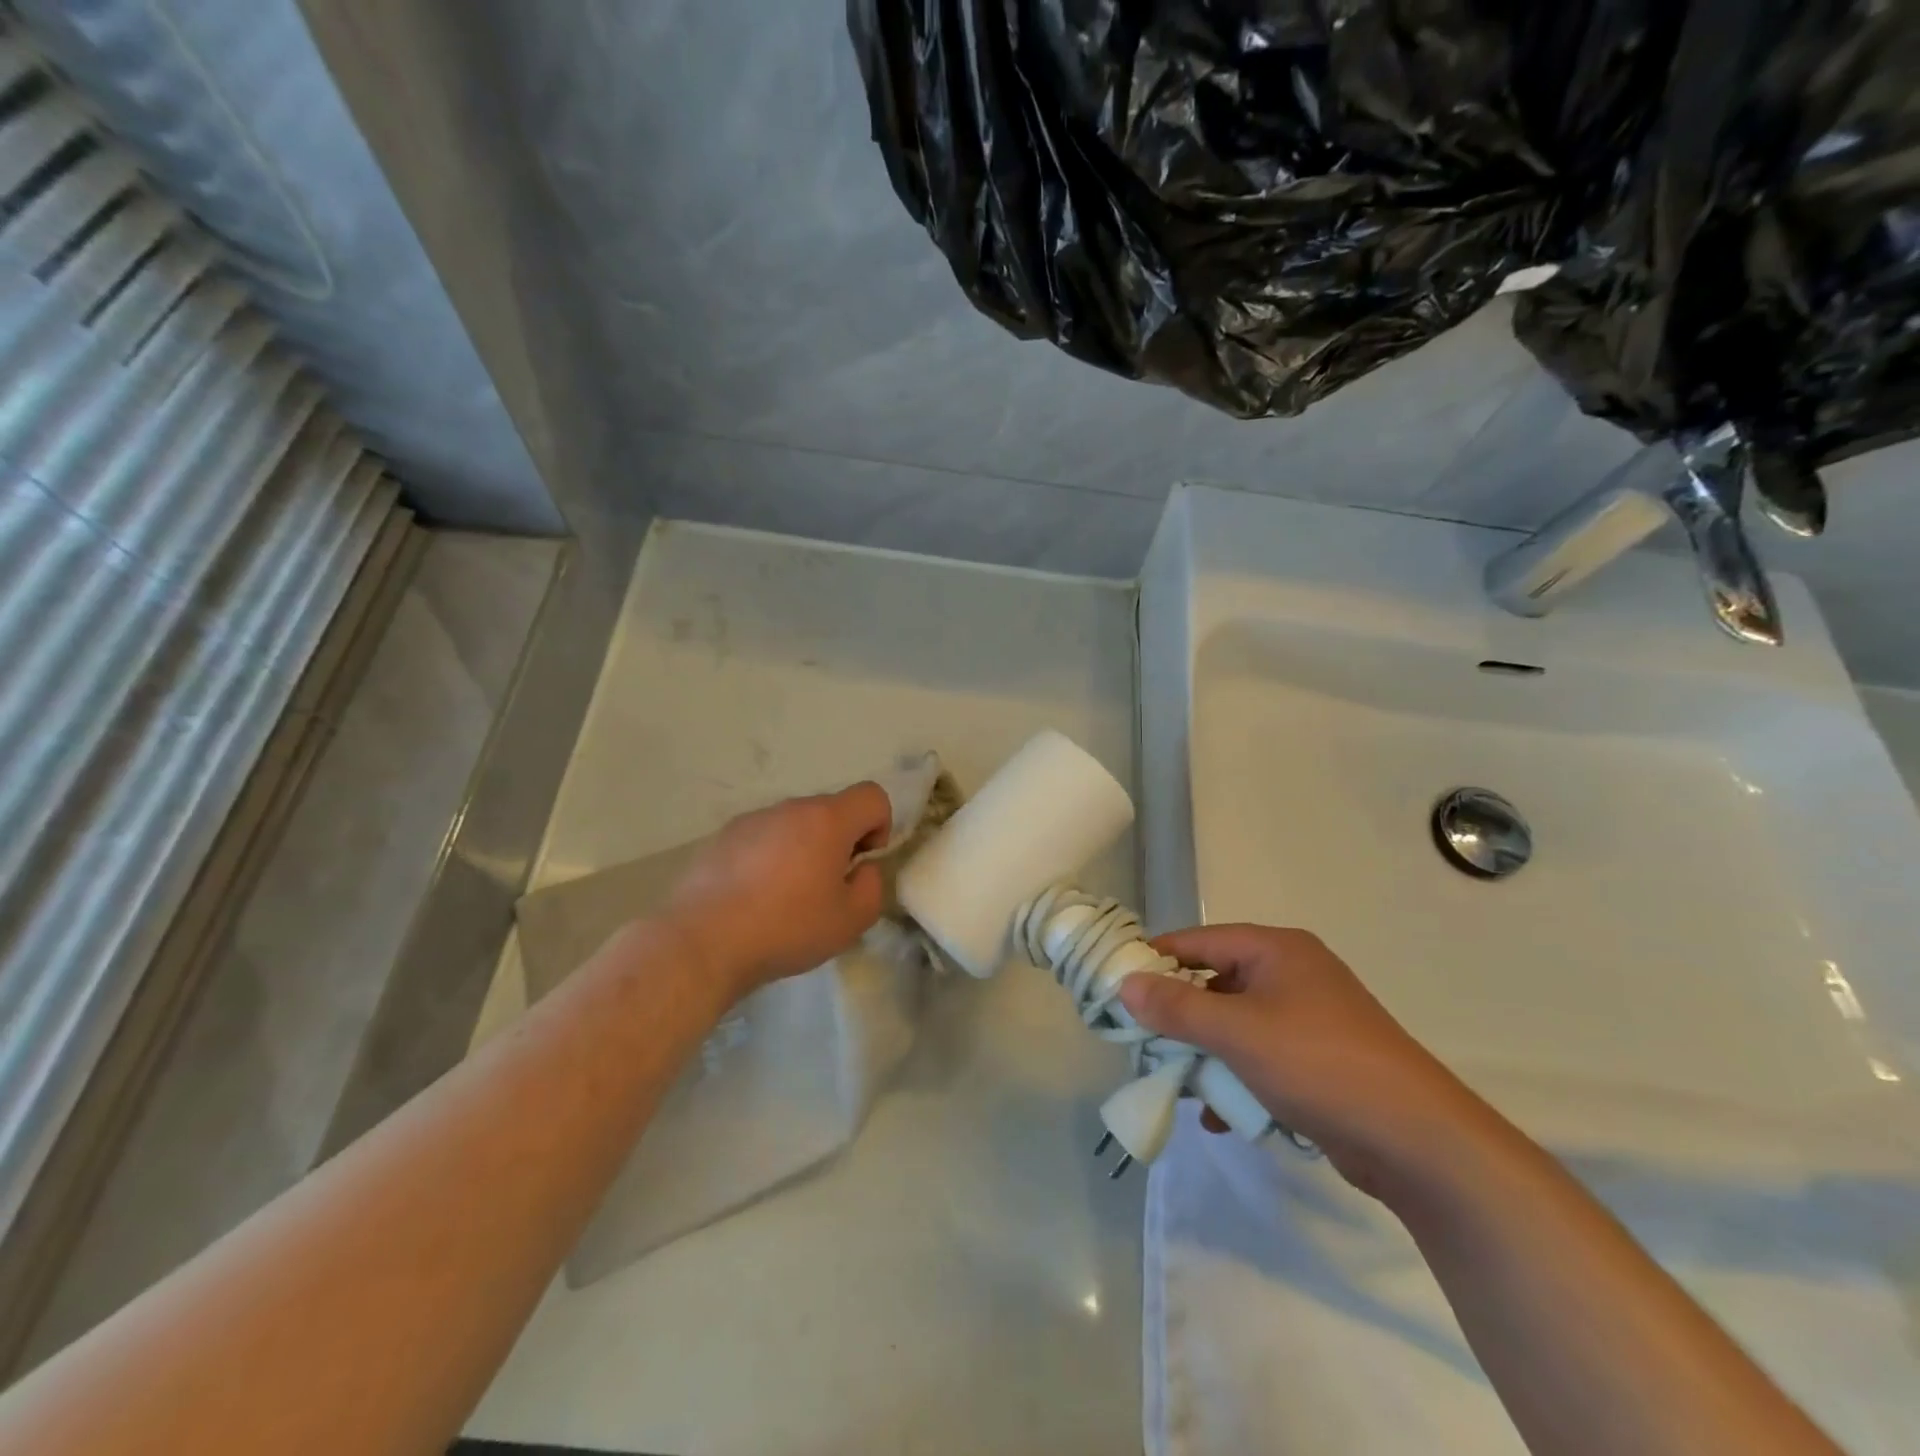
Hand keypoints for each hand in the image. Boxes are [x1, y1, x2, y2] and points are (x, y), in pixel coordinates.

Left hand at [662, 783, 892, 1001]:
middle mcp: (789, 808)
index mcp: (826, 819)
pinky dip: (769, 859)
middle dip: (839, 842)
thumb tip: (860, 869)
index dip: (879, 826)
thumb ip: (871, 886)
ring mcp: (751, 820)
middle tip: (825, 889)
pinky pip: (762, 839)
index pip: (872, 796)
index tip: (860, 864)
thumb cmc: (786, 928)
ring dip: (802, 850)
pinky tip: (753, 899)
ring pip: (794, 825)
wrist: (702, 942)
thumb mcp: (851, 920)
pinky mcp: (722, 838)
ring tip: (785, 898)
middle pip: (831, 811)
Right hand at [1118, 924, 1489, 1196]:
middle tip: (1141, 1043)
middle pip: (1214, 983)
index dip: (1155, 961)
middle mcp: (1291, 974)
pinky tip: (1219, 1116)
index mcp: (1275, 950)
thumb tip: (1125, 984)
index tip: (1116, 987)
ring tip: (1178, 1086)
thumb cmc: (1319, 1065)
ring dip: (1205, 1054)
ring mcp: (1308, 1018)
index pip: (1198, 942)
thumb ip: (1177, 1007)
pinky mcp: (1319, 1060)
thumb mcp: (1237, 1033)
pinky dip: (1236, 1079)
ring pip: (1235, 1025)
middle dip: (1179, 1017)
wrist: (1419, 1142)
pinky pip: (1260, 1057)